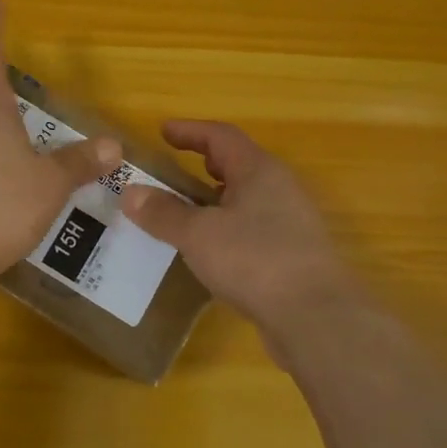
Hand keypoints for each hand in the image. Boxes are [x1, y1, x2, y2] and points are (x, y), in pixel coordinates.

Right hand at [122, 120, 357, 330]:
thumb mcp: (198, 234)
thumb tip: (130, 192)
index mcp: (259, 170)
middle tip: (175, 167)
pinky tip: (210, 248)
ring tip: (186, 209)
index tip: (163, 131)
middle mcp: (280, 188)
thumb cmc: (254, 260)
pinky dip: (227, 226)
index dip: (190, 131)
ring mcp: (291, 222)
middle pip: (238, 163)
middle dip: (205, 162)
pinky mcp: (293, 253)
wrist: (316, 317)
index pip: (221, 136)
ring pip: (247, 197)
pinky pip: (253, 226)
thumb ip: (163, 212)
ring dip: (215, 197)